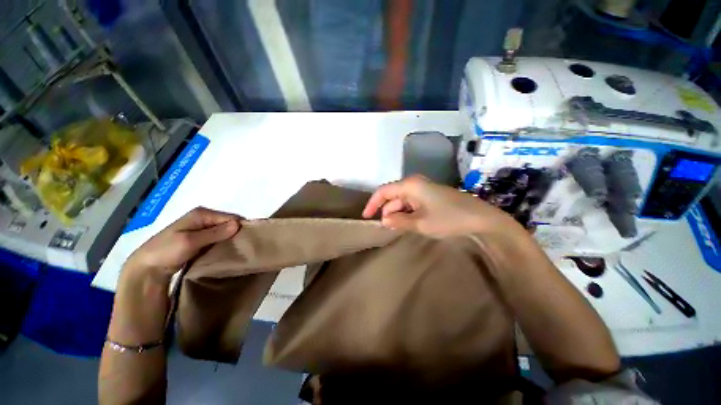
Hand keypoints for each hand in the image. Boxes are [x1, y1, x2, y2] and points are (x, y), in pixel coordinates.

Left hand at [124, 207, 240, 280]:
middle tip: (243, 246)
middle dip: (236, 233)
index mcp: (202, 213)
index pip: (231, 217)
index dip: (240, 227)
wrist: (147, 267)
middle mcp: (204, 218)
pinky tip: (227, 251)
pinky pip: (218, 239)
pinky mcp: (201, 239)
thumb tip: (238, 225)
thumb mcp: (190, 242)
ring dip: (230, 240)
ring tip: (237, 250)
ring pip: (224, 232)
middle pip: (228, 223)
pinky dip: (223, 244)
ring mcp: (202, 229)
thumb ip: (214, 233)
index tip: (248, 240)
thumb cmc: (166, 251)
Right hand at [362, 175, 520, 238]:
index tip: (366, 217)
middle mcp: (415, 184)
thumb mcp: (420, 223)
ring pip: (402, 200)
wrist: (481, 218)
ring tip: (394, 228)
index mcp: (410, 185)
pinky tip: (407, 223)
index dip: (372, 204)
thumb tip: (383, 220)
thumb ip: (398, 221)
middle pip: (392, 196)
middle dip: (386, 211)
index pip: (383, 192)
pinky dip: (406, 213)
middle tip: (383, 228)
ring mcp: (424, 189)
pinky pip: (412, 203)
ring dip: (396, 213)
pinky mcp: (431, 196)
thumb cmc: (449, 219)